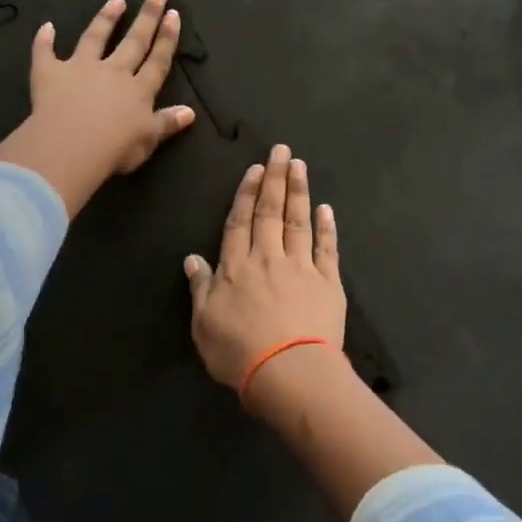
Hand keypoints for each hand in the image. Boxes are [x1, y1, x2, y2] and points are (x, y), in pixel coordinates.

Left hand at [0, 0, 194, 216]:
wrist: (71, 147)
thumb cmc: (114, 149)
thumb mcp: (148, 140)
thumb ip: (167, 123)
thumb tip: (190, 112)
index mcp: (138, 90)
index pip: (158, 60)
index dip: (167, 38)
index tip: (173, 14)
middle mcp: (113, 72)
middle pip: (134, 41)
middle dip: (147, 16)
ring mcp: (81, 69)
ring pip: (96, 37)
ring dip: (106, 18)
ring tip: (116, 0)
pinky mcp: (51, 73)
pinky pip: (45, 53)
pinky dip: (44, 40)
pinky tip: (46, 27)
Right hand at [184, 144, 346, 397]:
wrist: (289, 372)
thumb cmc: (239, 352)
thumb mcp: (204, 324)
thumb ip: (200, 288)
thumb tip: (192, 259)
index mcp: (236, 267)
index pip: (239, 222)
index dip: (246, 194)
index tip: (255, 169)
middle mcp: (268, 258)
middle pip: (270, 212)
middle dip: (275, 178)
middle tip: (281, 149)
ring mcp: (301, 268)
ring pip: (298, 221)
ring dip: (299, 191)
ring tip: (300, 165)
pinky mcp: (328, 283)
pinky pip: (327, 249)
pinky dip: (326, 227)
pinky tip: (326, 209)